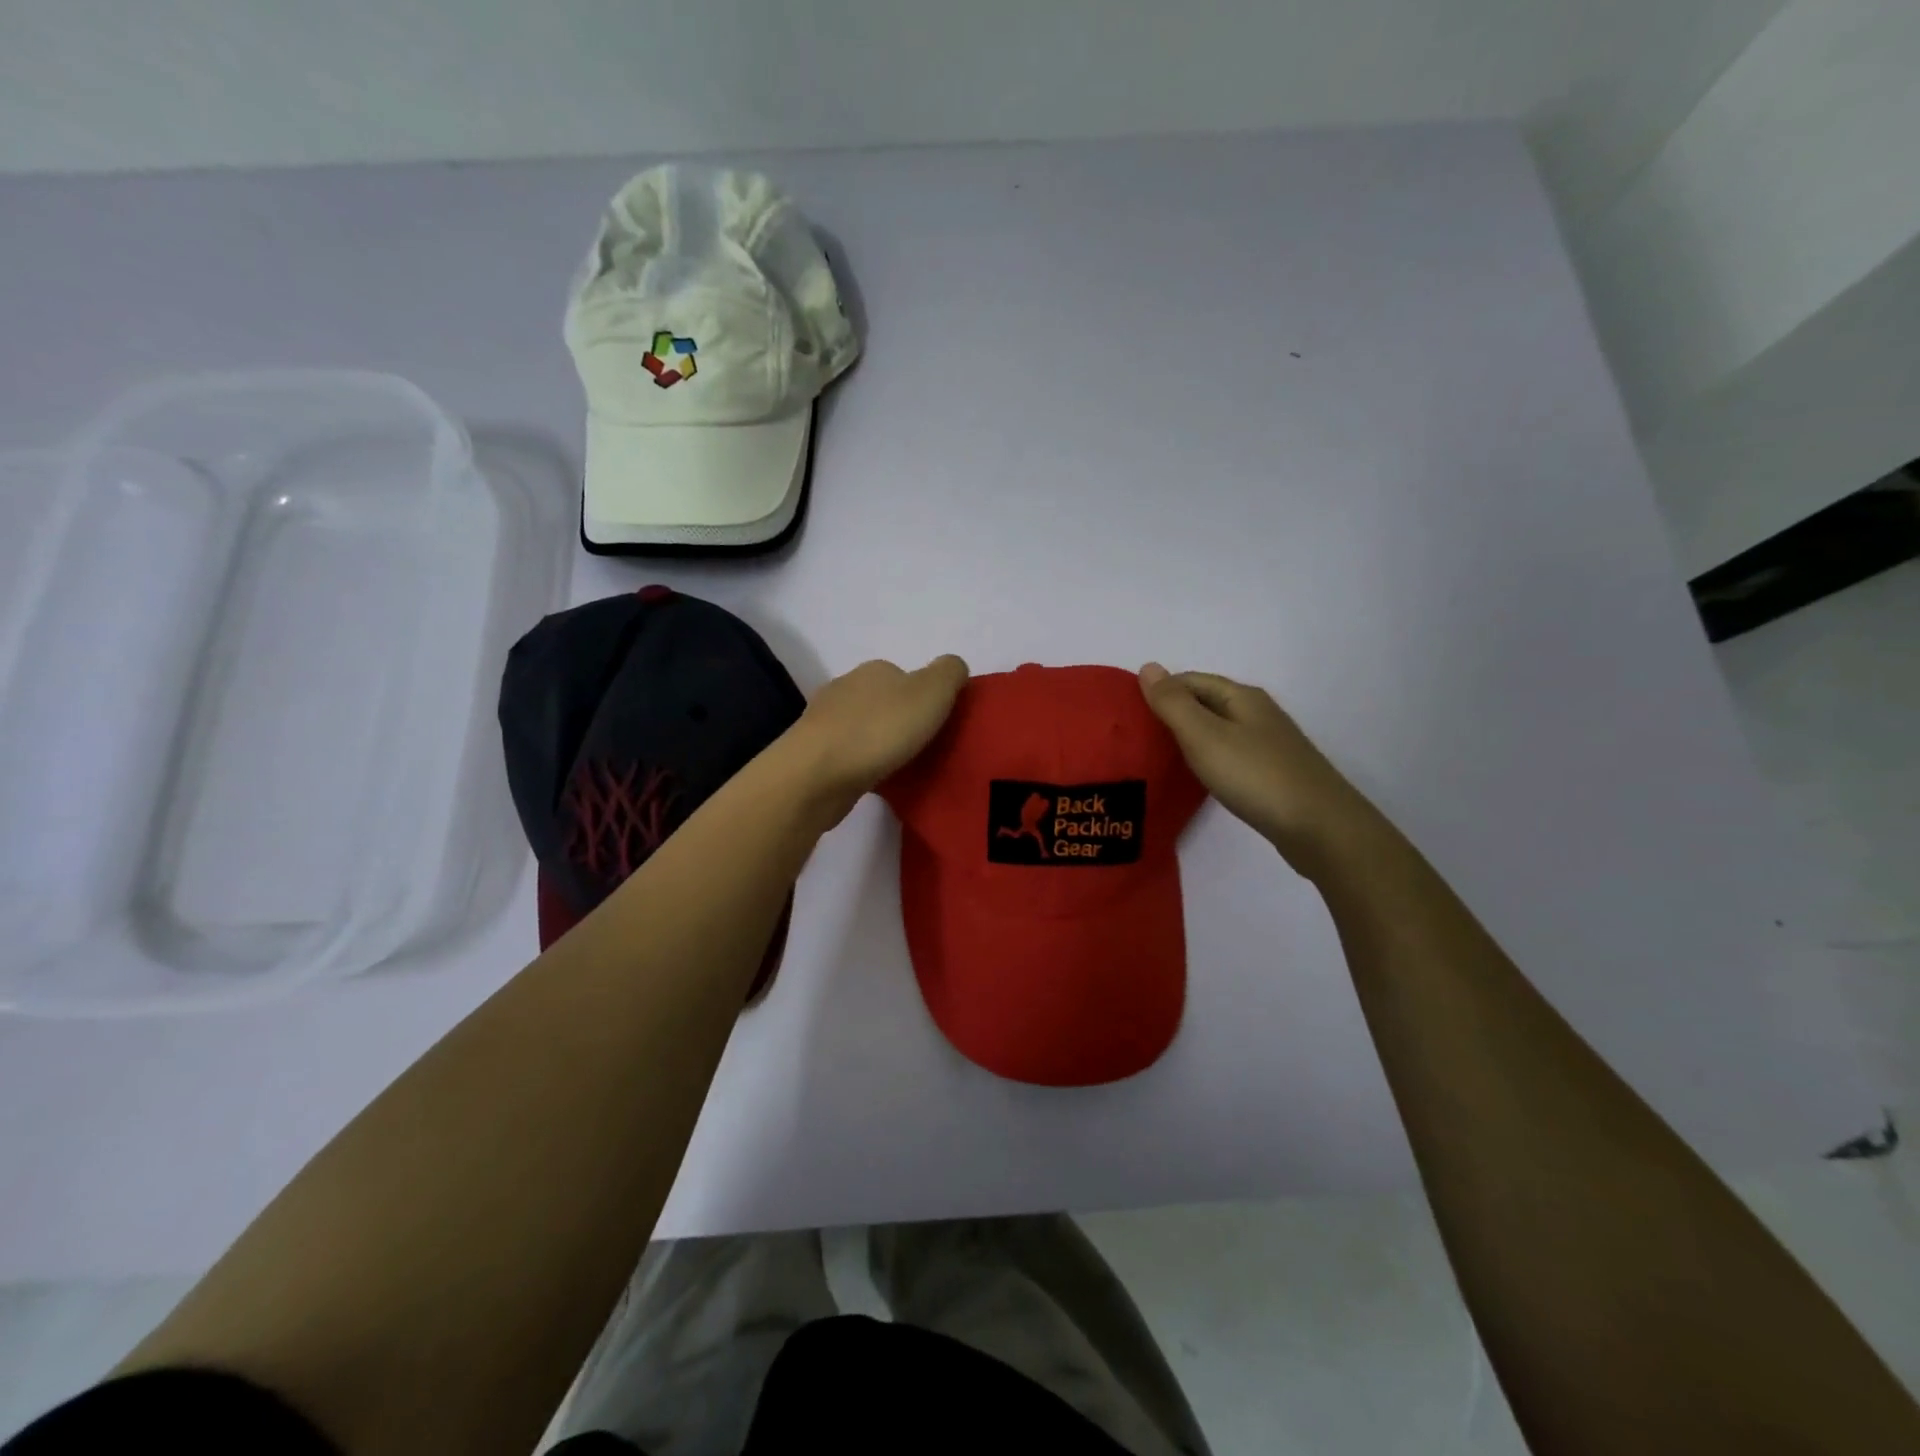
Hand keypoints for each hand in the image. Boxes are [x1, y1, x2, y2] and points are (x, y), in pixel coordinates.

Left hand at [780, 655, 969, 827]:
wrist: (816, 774)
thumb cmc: (879, 730)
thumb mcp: (931, 692)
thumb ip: (949, 673)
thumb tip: (954, 666)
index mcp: (874, 670)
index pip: (907, 676)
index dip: (926, 698)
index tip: (939, 724)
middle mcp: (846, 687)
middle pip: (883, 701)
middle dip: (902, 720)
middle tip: (925, 748)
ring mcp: (824, 720)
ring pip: (863, 727)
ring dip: (880, 742)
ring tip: (901, 766)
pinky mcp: (813, 753)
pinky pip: (848, 753)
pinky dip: (862, 762)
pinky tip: (873, 778)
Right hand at [1140, 663, 1377, 874]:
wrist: (1320, 828)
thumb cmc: (1255, 776)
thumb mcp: (1204, 736)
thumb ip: (1173, 703)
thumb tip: (1148, 666)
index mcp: (1242, 697)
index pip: (1191, 680)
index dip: (1160, 691)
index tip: (1130, 715)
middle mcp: (1258, 714)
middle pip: (1206, 703)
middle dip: (1173, 713)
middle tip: (1137, 737)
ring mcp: (1269, 745)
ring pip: (1219, 730)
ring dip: (1190, 738)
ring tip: (1159, 757)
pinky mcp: (1273, 775)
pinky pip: (1230, 755)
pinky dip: (1208, 759)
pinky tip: (1197, 777)